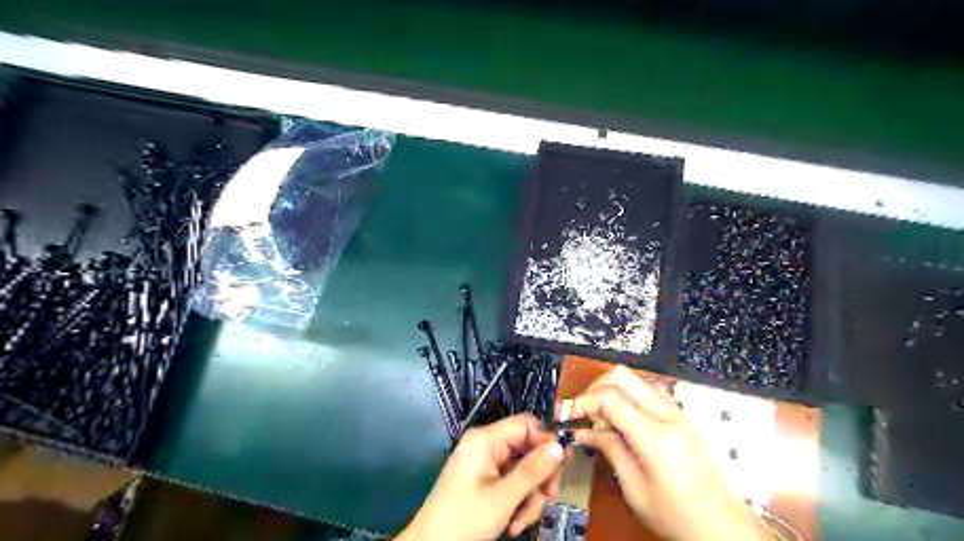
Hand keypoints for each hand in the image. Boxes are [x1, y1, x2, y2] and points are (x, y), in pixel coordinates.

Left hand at [399, 415, 565, 540]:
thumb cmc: (464, 519)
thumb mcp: (503, 497)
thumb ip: (532, 471)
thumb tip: (560, 446)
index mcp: (485, 439)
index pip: (526, 424)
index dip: (546, 441)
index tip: (561, 466)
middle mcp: (486, 446)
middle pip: (527, 449)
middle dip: (538, 478)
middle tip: (547, 499)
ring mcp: (485, 464)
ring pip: (523, 470)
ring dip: (529, 496)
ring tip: (520, 522)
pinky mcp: (485, 480)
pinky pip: (512, 483)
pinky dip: (518, 502)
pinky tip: (513, 523)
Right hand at [566, 363, 765, 540]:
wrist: (724, 528)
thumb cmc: (679, 517)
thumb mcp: (635, 489)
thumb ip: (610, 450)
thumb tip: (585, 431)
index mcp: (655, 436)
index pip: (610, 397)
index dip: (583, 401)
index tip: (568, 414)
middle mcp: (667, 416)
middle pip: (621, 376)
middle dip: (594, 388)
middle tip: (581, 411)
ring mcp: (677, 413)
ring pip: (634, 379)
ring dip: (610, 390)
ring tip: (598, 416)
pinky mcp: (681, 416)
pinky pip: (647, 391)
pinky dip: (626, 396)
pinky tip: (619, 419)